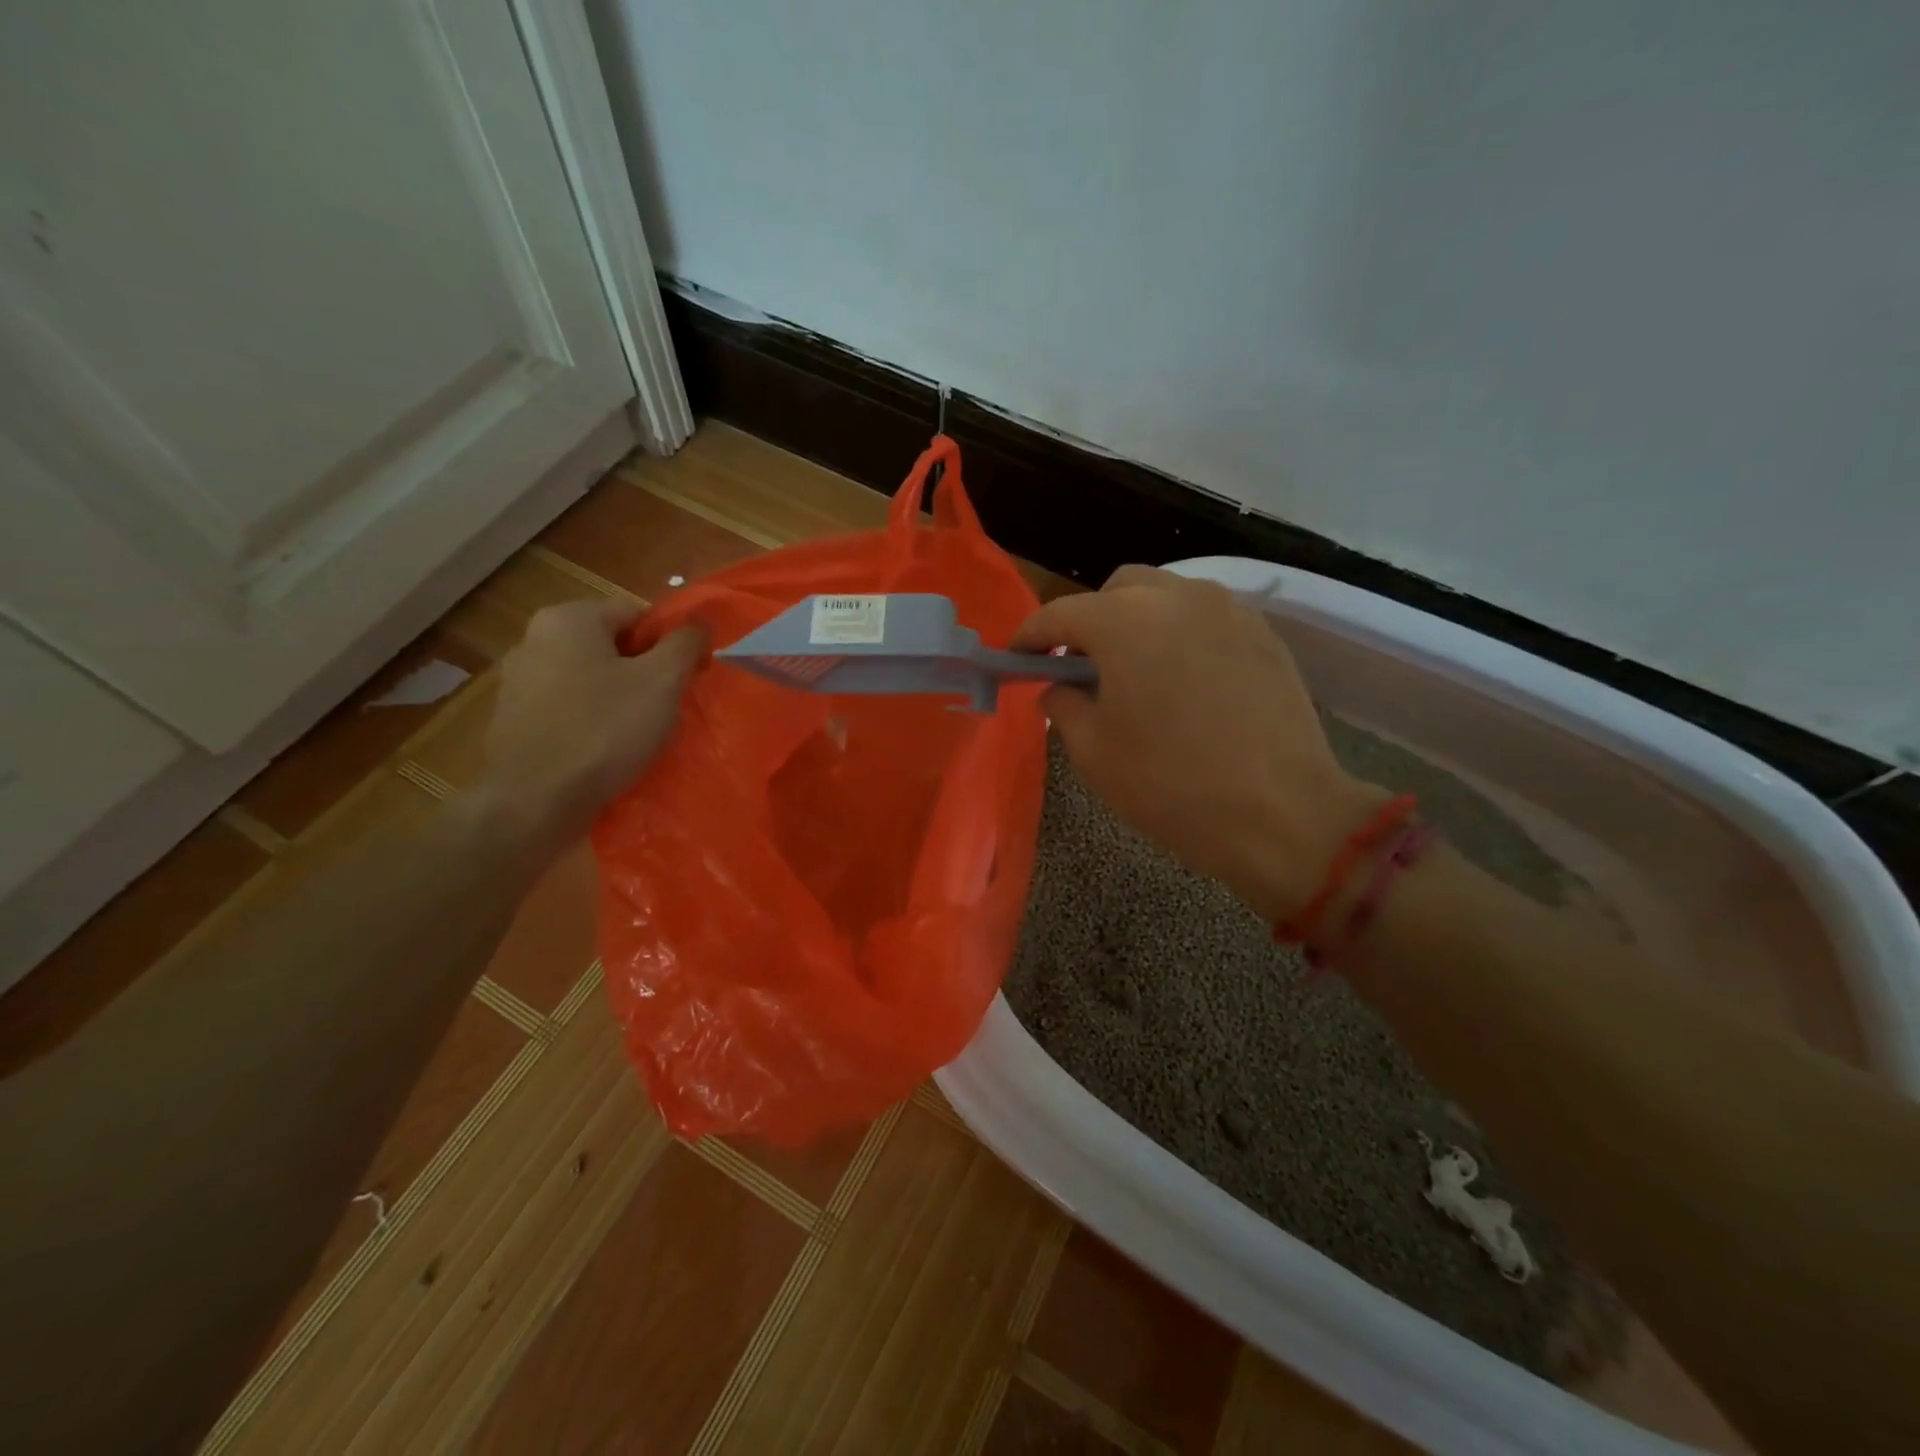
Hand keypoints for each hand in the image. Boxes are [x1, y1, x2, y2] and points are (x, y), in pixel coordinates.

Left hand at [475, 599, 704, 857]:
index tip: (686, 680)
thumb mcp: (662, 682)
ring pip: (590, 680)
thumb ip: (685, 644)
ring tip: (639, 734)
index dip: (670, 646)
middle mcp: (533, 639)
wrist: (534, 802)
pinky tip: (606, 751)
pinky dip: (591, 722)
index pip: (637, 615)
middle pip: (611, 647)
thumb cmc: (604, 731)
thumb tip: (700, 621)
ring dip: (619, 699)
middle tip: (667, 708)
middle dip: (644, 673)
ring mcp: (517, 682)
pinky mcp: (512, 721)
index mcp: (568, 619)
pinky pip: (567, 710)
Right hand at [1011, 566, 1381, 919]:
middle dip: (1089, 620)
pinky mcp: (1263, 634)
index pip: (1060, 614)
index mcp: (1125, 621)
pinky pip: (1205, 618)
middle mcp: (1177, 597)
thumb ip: (1062, 705)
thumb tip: (1059, 687)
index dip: (1030, 636)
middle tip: (1080, 665)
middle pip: (1117, 590)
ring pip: (1166, 597)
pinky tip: (1182, 681)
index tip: (1016, 658)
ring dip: (1136, 622)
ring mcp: (1228, 610)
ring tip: (1133, 671)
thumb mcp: (1093, 752)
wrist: (1281, 814)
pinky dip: (1179, 635)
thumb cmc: (1170, 785)